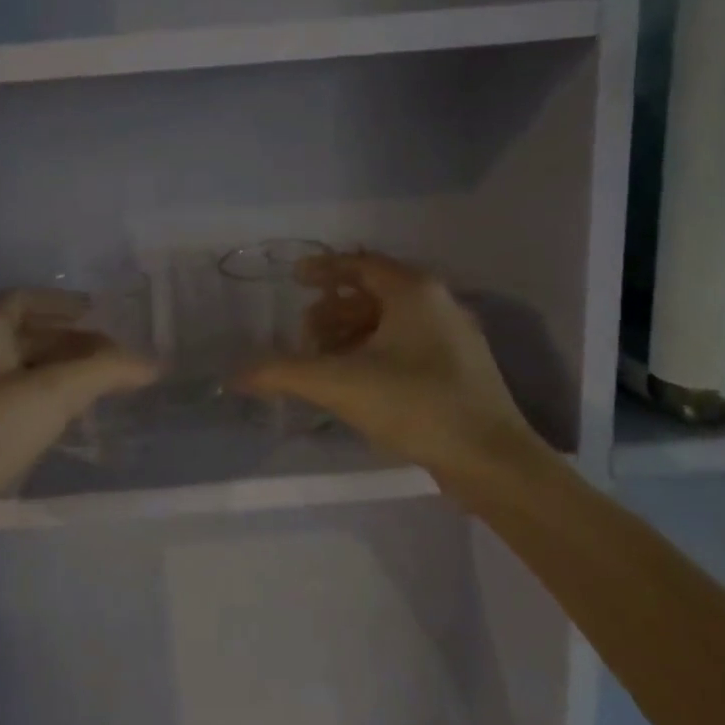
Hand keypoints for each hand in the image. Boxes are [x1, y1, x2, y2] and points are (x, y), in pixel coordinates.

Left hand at [0, 289, 158, 535]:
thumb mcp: (52, 394)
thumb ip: (105, 371)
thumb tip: (152, 363)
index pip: (22, 300)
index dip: (61, 302)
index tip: (99, 312)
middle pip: (28, 336)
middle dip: (73, 341)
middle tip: (116, 356)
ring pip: (25, 372)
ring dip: (64, 373)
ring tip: (106, 386)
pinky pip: (19, 404)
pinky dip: (50, 402)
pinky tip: (76, 419)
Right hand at [236, 252, 546, 483]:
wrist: (491, 459)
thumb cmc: (415, 405)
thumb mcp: (340, 384)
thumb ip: (283, 373)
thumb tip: (233, 375)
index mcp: (414, 291)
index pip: (360, 265)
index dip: (323, 269)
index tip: (294, 278)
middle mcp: (438, 303)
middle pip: (374, 293)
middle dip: (332, 311)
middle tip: (303, 335)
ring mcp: (454, 336)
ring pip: (391, 322)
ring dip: (352, 335)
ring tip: (323, 362)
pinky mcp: (461, 368)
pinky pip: (407, 344)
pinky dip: (375, 352)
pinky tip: (357, 382)